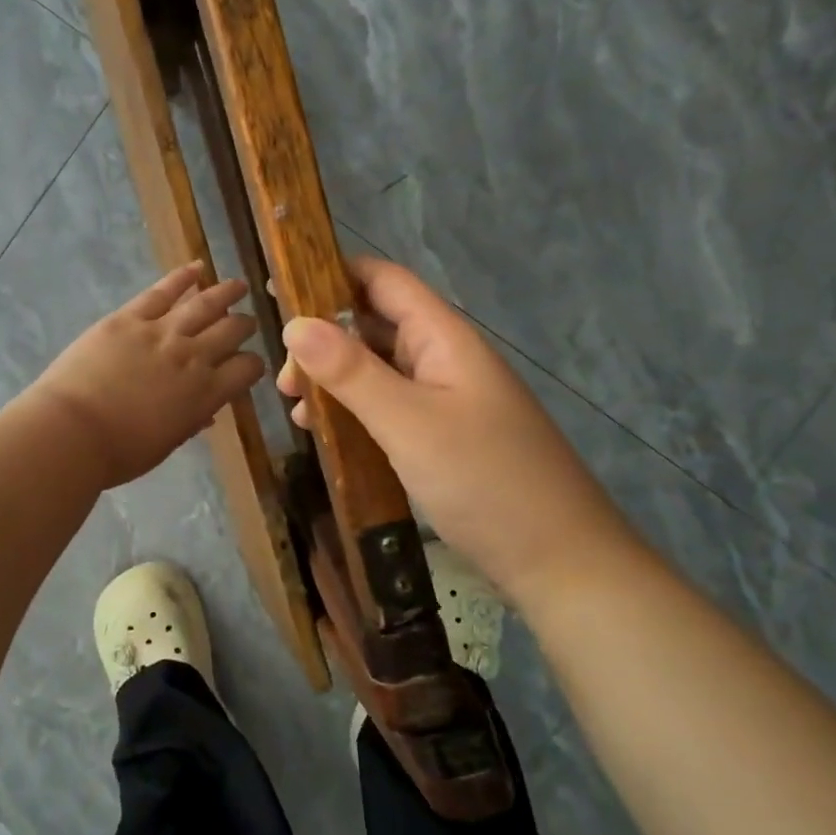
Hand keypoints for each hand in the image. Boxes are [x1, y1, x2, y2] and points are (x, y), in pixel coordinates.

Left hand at [21, 262, 264, 490]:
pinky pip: (162, 291)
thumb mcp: (166, 443)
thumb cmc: (120, 452)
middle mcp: (193, 356)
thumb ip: (190, 422)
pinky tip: (197, 268)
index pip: (246, 369)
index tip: (249, 364)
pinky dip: (182, 278)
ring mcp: (161, 332)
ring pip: (205, 304)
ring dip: (226, 293)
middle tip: (247, 322)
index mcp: (206, 394)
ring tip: (239, 286)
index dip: (253, 365)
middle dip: (244, 325)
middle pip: (231, 331)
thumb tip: (206, 413)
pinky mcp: (129, 318)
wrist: (73, 431)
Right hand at [277, 256, 640, 610]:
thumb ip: (352, 372)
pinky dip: (352, 412)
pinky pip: (387, 407)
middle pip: (373, 325)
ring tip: (296, 411)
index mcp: (443, 338)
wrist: (557, 559)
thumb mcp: (409, 423)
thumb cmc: (485, 480)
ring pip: (376, 370)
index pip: (383, 281)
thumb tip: (294, 323)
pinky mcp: (439, 436)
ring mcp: (443, 399)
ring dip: (333, 381)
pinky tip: (326, 435)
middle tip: (283, 381)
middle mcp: (442, 358)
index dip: (331, 275)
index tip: (278, 292)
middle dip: (322, 341)